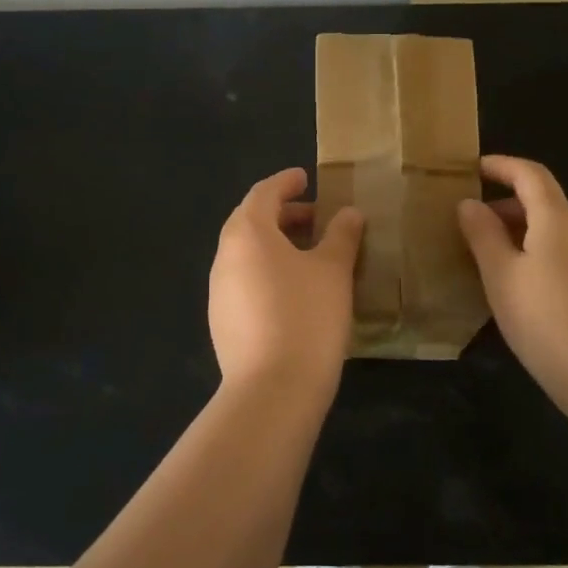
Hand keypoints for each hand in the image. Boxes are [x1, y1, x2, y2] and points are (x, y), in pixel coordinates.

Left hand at [209, 167, 363, 398]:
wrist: (272, 390)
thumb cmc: (306, 316)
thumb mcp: (333, 270)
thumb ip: (342, 236)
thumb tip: (348, 214)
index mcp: (247, 233)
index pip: (263, 193)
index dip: (286, 182)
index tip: (306, 177)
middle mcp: (225, 256)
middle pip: (251, 222)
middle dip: (283, 214)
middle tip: (316, 217)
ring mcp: (218, 290)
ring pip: (247, 253)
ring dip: (276, 245)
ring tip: (310, 254)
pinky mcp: (222, 321)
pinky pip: (245, 280)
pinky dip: (267, 271)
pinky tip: (294, 290)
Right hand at [457, 155, 567, 422]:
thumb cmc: (547, 321)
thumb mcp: (501, 276)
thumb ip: (482, 235)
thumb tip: (469, 204)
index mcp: (557, 220)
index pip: (531, 174)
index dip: (502, 166)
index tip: (473, 169)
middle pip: (544, 202)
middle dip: (506, 204)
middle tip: (471, 223)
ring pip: (554, 232)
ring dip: (521, 233)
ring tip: (489, 259)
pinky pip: (565, 256)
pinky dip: (538, 255)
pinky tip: (521, 289)